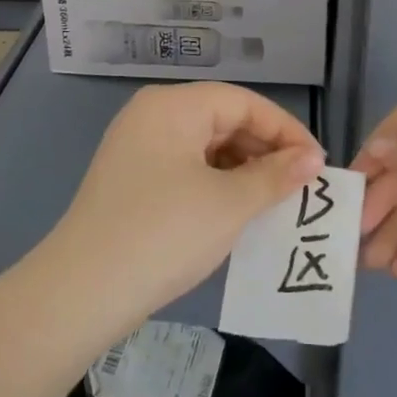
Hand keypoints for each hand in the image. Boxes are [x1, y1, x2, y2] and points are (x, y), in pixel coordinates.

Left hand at [46, 82, 323, 332]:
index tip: (316, 164)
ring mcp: (137, 147)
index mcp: (174, 106)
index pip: (244, 103)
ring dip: (243, 170)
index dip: (285, 130)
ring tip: (274, 201)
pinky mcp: (130, 179)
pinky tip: (236, 212)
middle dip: (265, 152)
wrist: (80, 294)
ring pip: (205, 146)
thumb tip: (312, 159)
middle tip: (299, 186)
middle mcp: (153, 115)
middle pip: (223, 119)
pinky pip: (185, 168)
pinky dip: (215, 184)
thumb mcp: (229, 204)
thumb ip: (276, 176)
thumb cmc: (163, 234)